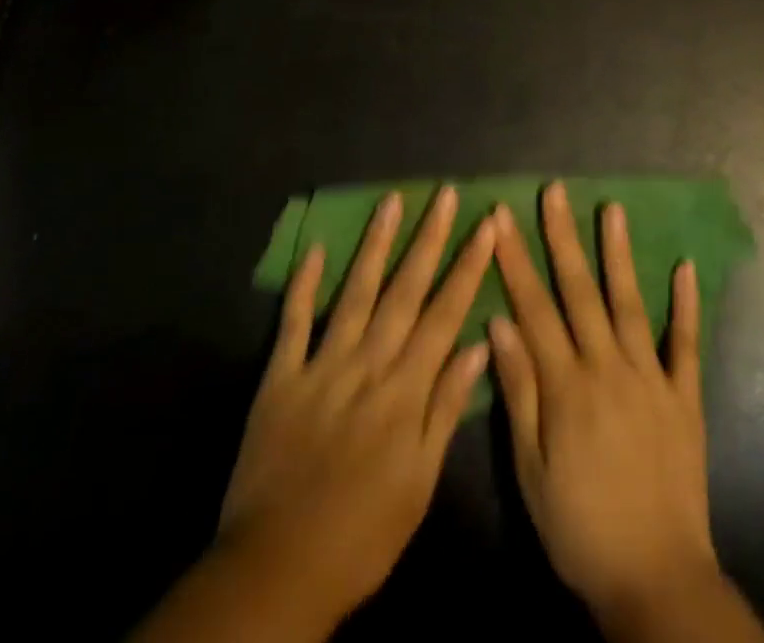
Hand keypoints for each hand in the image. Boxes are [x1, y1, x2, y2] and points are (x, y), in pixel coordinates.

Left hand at [136, 187, 494, 640]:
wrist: (277, 570)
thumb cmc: (363, 533)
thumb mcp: (420, 483)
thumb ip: (446, 409)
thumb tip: (477, 346)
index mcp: (404, 389)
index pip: (445, 314)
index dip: (468, 266)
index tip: (486, 225)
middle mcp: (367, 364)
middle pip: (404, 291)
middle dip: (428, 239)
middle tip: (445, 194)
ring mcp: (321, 365)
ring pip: (355, 293)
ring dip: (375, 244)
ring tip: (391, 201)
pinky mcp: (280, 377)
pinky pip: (293, 322)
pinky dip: (304, 284)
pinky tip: (315, 248)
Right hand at [489, 182, 721, 629]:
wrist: (655, 579)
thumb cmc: (580, 527)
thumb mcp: (531, 469)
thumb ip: (519, 391)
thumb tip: (498, 323)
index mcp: (566, 385)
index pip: (533, 308)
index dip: (515, 260)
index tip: (501, 217)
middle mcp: (608, 367)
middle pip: (579, 292)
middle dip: (562, 237)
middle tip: (554, 191)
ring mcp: (651, 377)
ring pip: (630, 303)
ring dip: (620, 254)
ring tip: (613, 209)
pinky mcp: (684, 396)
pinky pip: (686, 343)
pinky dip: (686, 305)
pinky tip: (685, 266)